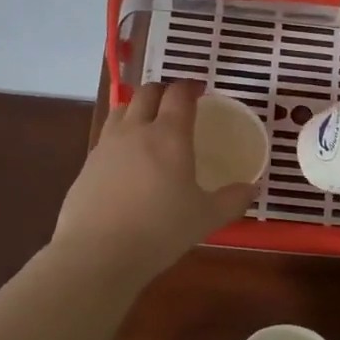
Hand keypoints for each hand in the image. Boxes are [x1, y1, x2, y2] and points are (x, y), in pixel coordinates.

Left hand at [51, 81, 260, 283]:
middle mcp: (135, 131)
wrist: (98, 253)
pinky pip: (106, 137)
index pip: (178, 95)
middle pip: (146, 93)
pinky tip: (127, 159)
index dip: (190, 87)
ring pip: (121, 110)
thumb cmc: (160, 230)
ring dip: (138, 107)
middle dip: (163, 91)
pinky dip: (121, 135)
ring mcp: (106, 146)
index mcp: (168, 136)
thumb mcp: (206, 218)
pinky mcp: (87, 166)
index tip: (200, 89)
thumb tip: (253, 188)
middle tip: (176, 102)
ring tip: (149, 122)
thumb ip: (233, 200)